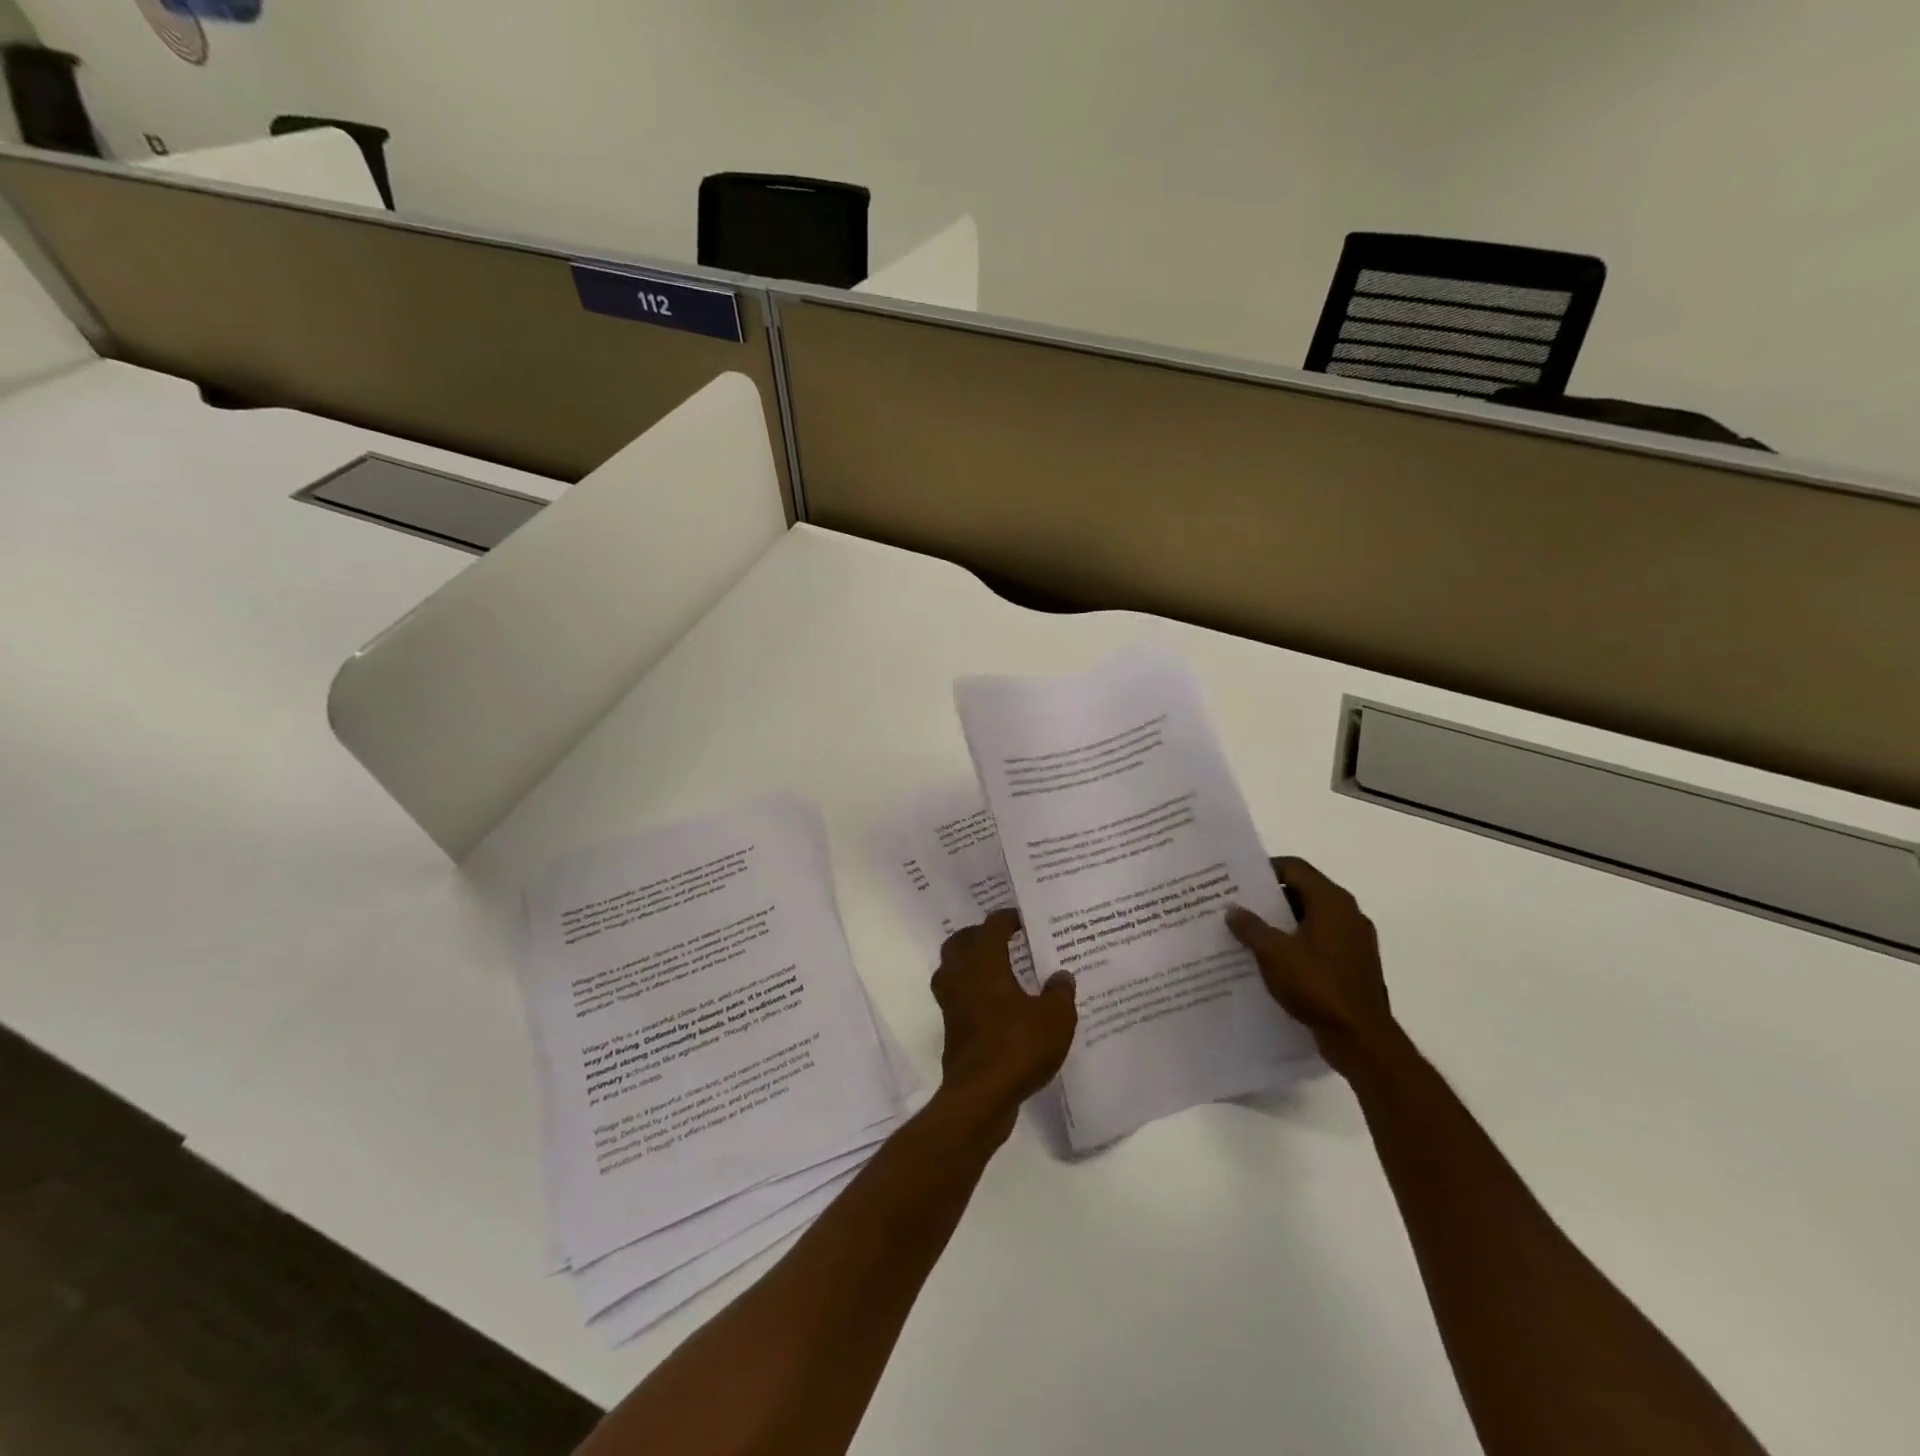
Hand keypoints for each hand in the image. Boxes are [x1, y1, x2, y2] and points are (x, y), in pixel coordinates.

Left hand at [930, 909, 1076, 1126]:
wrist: (980, 1097)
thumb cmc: (1018, 1047)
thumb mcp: (1055, 1018)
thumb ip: (1060, 993)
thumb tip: (1061, 975)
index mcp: (984, 964)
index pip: (991, 928)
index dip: (1007, 919)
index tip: (1022, 919)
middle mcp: (962, 978)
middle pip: (960, 943)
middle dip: (979, 936)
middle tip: (1003, 939)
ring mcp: (951, 1005)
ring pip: (952, 970)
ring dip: (969, 964)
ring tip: (997, 968)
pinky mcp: (952, 1030)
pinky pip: (958, 998)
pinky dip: (972, 993)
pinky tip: (996, 1005)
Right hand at [1226, 857, 1395, 1076]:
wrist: (1361, 1038)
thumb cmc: (1317, 986)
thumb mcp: (1273, 953)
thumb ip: (1250, 927)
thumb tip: (1233, 909)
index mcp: (1331, 901)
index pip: (1295, 868)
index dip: (1265, 869)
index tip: (1238, 879)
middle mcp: (1348, 913)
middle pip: (1304, 891)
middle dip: (1271, 897)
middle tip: (1238, 905)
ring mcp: (1356, 940)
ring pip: (1312, 918)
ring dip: (1283, 922)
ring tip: (1250, 932)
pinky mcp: (1356, 964)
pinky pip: (1322, 941)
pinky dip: (1298, 942)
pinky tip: (1274, 959)